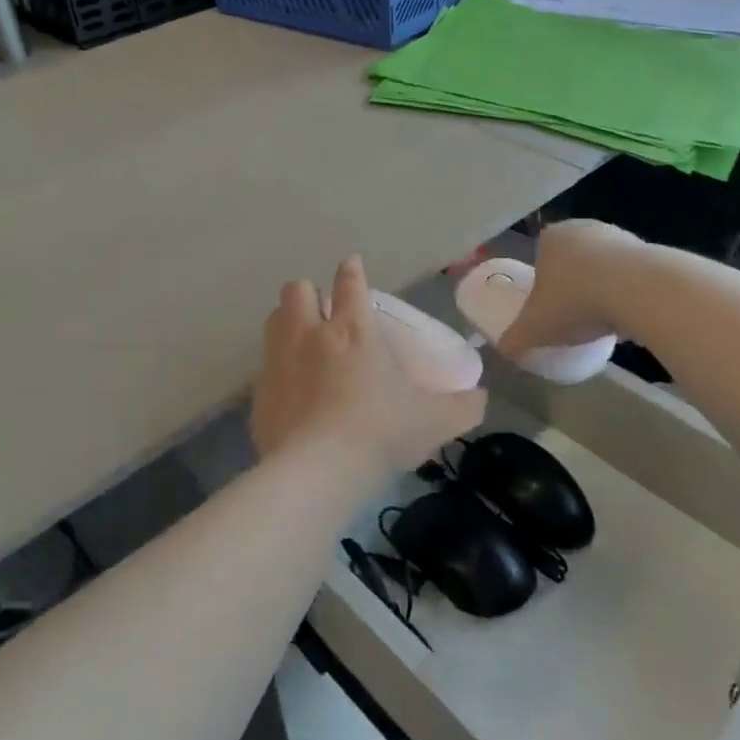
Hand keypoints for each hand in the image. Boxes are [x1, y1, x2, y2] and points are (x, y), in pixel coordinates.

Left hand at [252, 256, 485, 475]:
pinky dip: (278, 374)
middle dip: (308, 294)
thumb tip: (481, 398)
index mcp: (352, 331)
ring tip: (303, 344)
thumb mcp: (434, 422)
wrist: (318, 473)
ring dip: (287, 323)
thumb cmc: (381, 433)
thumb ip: (462, 407)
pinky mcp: (258, 395)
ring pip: (273, 321)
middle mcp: (309, 336)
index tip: (352, 266)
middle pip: (296, 290)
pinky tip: (292, 396)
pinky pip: (264, 370)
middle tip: (323, 314)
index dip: (351, 271)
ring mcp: (278, 363)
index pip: (349, 283)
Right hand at [498, 221, 644, 360]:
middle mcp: (583, 228)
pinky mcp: (651, 251)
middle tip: (574, 316)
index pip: (540, 256)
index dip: (542, 284)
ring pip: (604, 267)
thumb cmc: (575, 302)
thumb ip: (515, 339)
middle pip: (573, 261)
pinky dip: (630, 294)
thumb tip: (502, 350)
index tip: (548, 309)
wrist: (640, 292)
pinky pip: (632, 276)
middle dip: (573, 285)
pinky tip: (630, 318)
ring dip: (602, 289)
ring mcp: (620, 236)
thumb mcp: (535, 328)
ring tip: (603, 321)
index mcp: (551, 238)